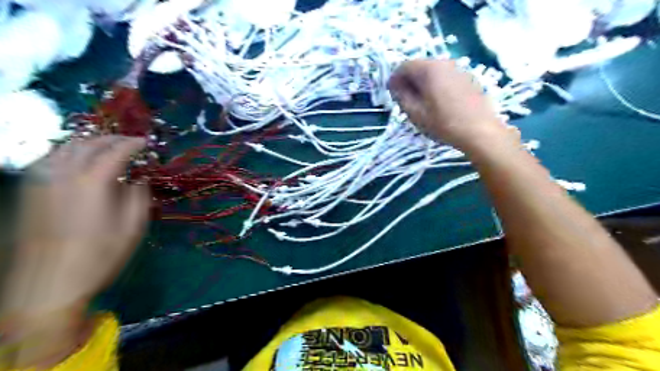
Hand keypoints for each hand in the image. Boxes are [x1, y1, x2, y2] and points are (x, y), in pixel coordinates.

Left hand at [0, 136, 150, 316]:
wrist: (49, 283)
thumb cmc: (100, 255)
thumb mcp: (133, 227)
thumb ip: (139, 196)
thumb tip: (137, 180)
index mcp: (92, 182)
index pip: (116, 151)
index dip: (133, 143)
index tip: (146, 142)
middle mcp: (63, 174)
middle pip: (88, 143)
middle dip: (112, 139)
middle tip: (129, 142)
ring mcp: (41, 181)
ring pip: (65, 147)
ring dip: (90, 143)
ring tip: (107, 148)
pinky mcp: (29, 191)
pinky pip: (50, 159)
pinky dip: (69, 153)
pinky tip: (79, 161)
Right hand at [388, 58, 514, 152]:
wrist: (479, 131)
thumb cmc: (443, 123)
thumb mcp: (415, 113)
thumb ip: (401, 96)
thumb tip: (395, 86)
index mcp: (429, 69)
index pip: (404, 66)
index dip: (394, 79)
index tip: (391, 93)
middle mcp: (444, 63)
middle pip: (420, 67)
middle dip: (409, 81)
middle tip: (404, 99)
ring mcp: (459, 70)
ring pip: (433, 72)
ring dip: (423, 84)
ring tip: (421, 103)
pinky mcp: (468, 79)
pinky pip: (446, 78)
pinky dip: (436, 86)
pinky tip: (438, 103)